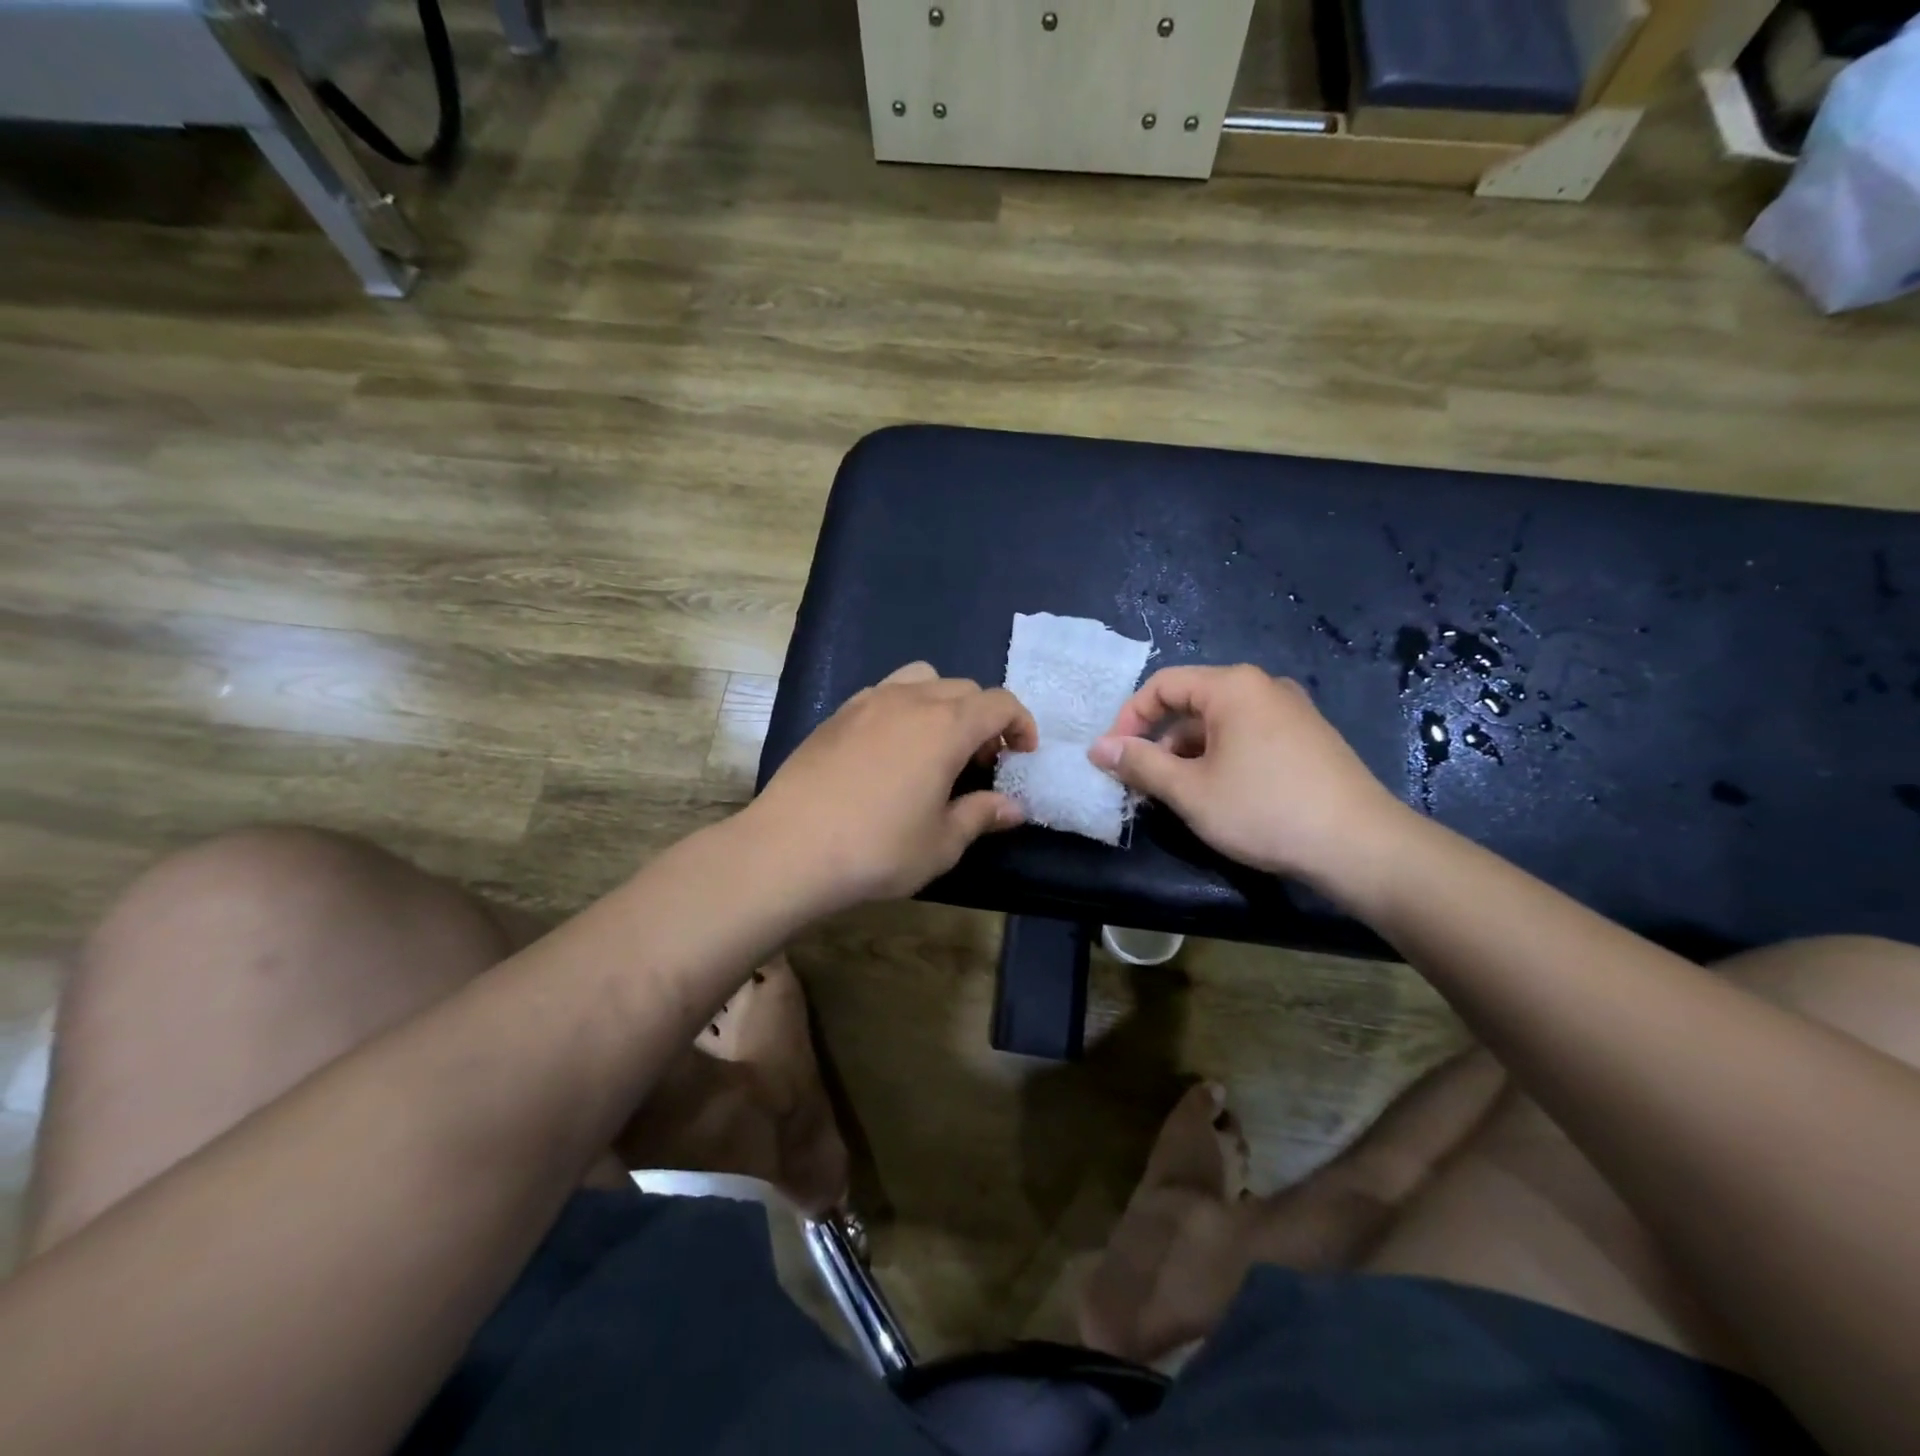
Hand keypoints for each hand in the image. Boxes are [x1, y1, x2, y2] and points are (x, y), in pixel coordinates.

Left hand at [752, 662, 1037, 908]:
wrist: (789, 848)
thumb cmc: (877, 849)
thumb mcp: (941, 842)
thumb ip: (981, 815)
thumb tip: (1015, 807)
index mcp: (945, 726)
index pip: (999, 703)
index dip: (1020, 724)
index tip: (1023, 754)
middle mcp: (909, 700)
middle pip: (963, 688)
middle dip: (984, 718)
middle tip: (982, 762)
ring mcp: (867, 702)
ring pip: (922, 679)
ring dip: (943, 704)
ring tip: (937, 745)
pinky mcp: (837, 714)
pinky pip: (885, 693)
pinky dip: (905, 708)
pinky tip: (892, 750)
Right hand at [1087, 665, 1410, 891]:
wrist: (1361, 845)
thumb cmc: (1264, 810)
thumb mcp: (1190, 791)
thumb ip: (1140, 764)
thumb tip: (1098, 748)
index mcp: (1233, 687)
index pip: (1163, 685)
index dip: (1129, 718)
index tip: (1112, 757)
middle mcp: (1263, 688)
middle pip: (1192, 704)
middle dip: (1159, 742)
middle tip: (1141, 783)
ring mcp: (1291, 712)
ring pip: (1220, 725)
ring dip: (1188, 755)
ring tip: (1176, 796)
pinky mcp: (1308, 739)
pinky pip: (1248, 737)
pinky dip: (1220, 759)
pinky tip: (1218, 796)